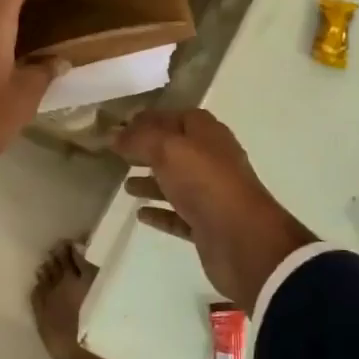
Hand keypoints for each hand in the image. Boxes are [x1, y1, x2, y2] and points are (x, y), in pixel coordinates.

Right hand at [112, 109, 316, 308]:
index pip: (177, 117)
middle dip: (148, 150)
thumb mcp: (168, 150)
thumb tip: (115, 134)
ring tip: (125, 185)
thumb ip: (139, 139)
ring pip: (176, 183)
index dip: (151, 119)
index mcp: (208, 135)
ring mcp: (211, 195)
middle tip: (117, 154)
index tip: (121, 125)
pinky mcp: (207, 226)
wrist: (243, 240)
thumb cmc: (206, 183)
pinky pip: (178, 215)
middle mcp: (211, 161)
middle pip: (175, 150)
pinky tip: (140, 214)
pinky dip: (160, 212)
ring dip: (152, 182)